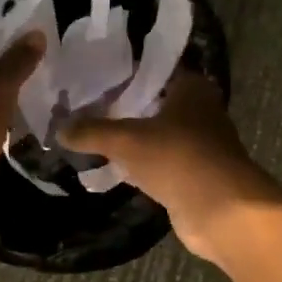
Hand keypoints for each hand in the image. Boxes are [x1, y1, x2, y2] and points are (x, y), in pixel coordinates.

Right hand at [61, 72, 281, 263]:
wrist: (222, 210)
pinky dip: (142, 165)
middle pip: (154, 103)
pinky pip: (162, 163)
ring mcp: (201, 144)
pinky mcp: (196, 175)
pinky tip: (114, 167)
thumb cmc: (178, 157)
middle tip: (85, 109)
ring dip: (133, 139)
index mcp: (192, 88)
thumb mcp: (127, 140)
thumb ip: (92, 132)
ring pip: (158, 135)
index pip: (152, 70)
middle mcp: (200, 110)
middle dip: (123, 108)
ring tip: (93, 137)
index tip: (92, 79)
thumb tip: (59, 129)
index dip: (123, 74)